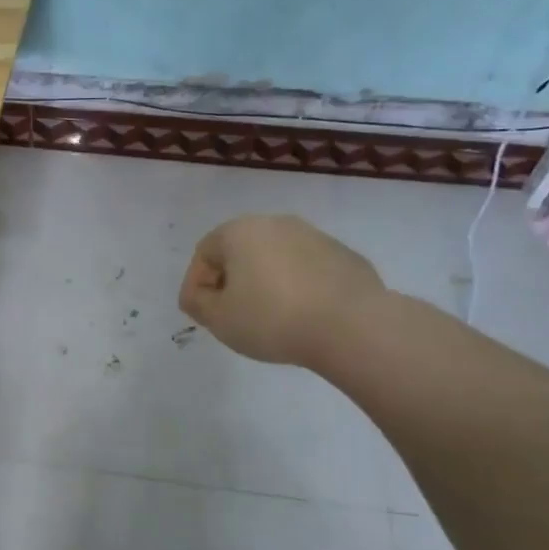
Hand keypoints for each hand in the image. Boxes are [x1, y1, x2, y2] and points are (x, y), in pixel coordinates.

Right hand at [178, 215, 386, 366]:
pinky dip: (299, 287)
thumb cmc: (272, 319)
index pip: (204, 253)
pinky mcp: (344, 256)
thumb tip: (197, 294)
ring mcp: (315, 236)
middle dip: (232, 280)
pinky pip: (308, 270)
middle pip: (241, 251)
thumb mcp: (219, 319)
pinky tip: (304, 316)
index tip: (203, 314)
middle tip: (233, 315)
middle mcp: (276, 223)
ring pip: (276, 258)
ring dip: (266, 282)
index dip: (196, 284)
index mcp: (240, 231)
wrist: (352, 326)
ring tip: (270, 318)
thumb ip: (197, 303)